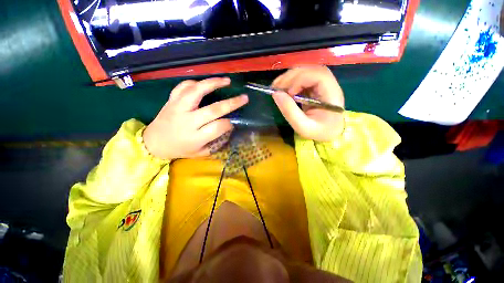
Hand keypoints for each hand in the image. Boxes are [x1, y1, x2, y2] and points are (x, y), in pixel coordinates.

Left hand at [143, 77, 247, 159]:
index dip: (229, 124)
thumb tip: (229, 130)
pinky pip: (183, 86)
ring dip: (214, 84)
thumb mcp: (200, 153)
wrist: (153, 143)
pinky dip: (195, 82)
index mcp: (195, 137)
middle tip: (244, 98)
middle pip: (213, 109)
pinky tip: (204, 83)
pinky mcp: (171, 100)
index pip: (218, 127)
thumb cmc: (179, 149)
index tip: (233, 122)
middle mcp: (188, 121)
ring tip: (227, 81)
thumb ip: (216, 143)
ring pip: (197, 91)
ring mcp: (178, 108)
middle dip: (232, 103)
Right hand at [271, 66, 344, 141]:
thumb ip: (290, 112)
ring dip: (289, 77)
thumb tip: (276, 94)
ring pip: (305, 71)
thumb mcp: (303, 127)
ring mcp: (322, 84)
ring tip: (276, 87)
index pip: (318, 75)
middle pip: (310, 70)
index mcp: (332, 94)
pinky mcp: (315, 86)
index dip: (300, 80)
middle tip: (275, 87)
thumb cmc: (319, 132)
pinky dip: (290, 81)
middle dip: (291, 76)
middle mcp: (329, 84)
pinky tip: (283, 89)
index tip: (288, 93)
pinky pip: (302, 78)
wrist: (329, 133)